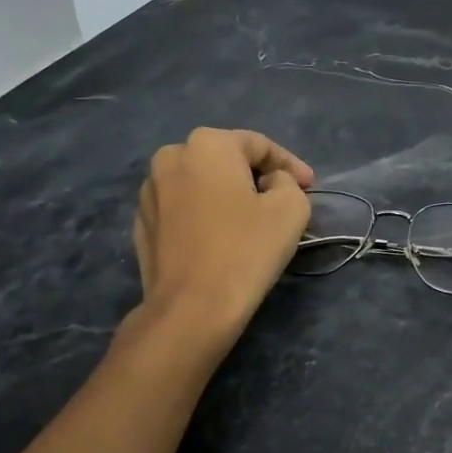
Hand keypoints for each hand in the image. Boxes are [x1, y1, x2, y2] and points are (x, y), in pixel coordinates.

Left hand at [133, 128, 314, 340]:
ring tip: (249, 221)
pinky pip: (182, 210)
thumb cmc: (246, 250)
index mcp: (207, 145)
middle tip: (281, 200)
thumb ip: (287, 182)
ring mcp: (150, 192)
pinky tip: (220, 239)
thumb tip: (270, 183)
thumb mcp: (291, 208)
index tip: (309, 186)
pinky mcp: (142, 225)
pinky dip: (204, 216)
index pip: (258, 145)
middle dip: (255, 176)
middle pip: (226, 160)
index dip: (290, 164)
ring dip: (226, 195)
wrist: (191, 307)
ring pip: (201, 184)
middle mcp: (170, 157)